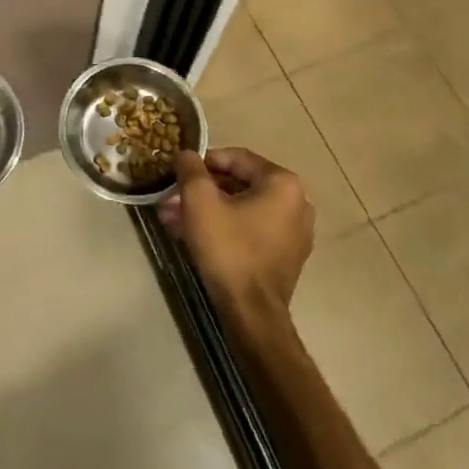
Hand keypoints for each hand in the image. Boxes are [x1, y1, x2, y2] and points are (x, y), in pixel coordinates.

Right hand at [160, 146, 313, 321]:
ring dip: (207, 210)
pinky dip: (224, 227)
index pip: (236, 158)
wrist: (251, 313)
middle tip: (171, 198)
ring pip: (242, 208)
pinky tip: (193, 235)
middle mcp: (296, 203)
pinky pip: (251, 229)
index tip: (179, 172)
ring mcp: (294, 232)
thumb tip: (186, 154)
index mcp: (283, 183)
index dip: (203, 162)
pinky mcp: (286, 256)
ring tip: (174, 219)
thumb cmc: (228, 248)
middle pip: (239, 184)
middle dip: (201, 191)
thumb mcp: (200, 200)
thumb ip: (191, 168)